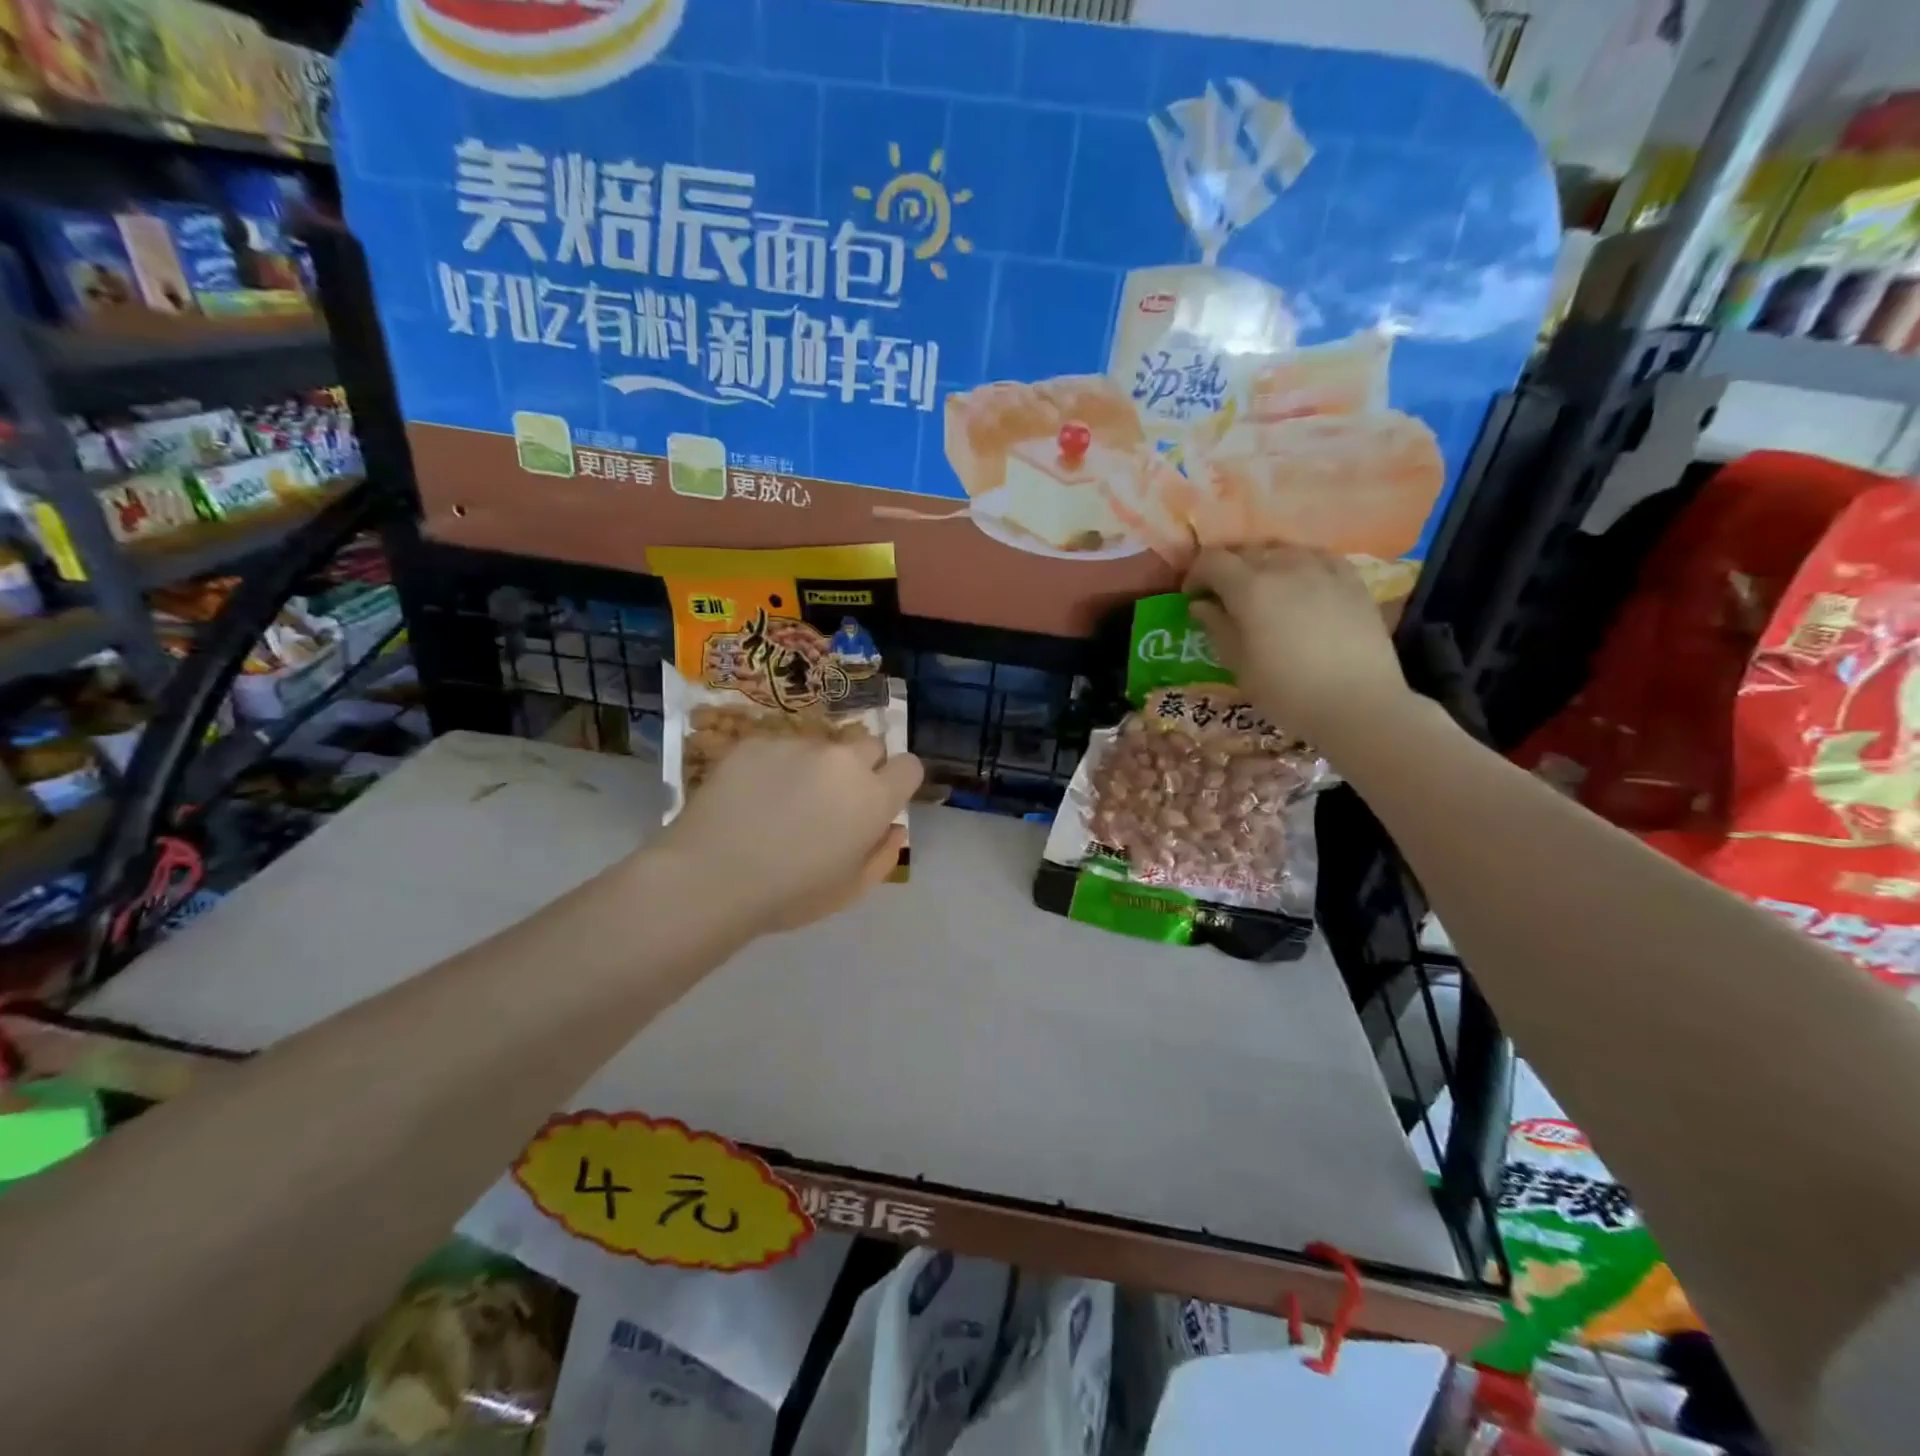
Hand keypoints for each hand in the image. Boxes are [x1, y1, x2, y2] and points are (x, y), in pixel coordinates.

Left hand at [656, 734, 922, 934]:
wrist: (711, 877)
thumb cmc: (790, 894)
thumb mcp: (850, 890)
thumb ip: (883, 854)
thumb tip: (893, 828)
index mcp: (873, 797)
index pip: (909, 766)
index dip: (897, 782)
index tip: (879, 801)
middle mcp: (842, 760)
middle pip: (869, 746)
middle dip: (861, 767)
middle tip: (832, 800)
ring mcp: (797, 745)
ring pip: (820, 747)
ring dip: (813, 767)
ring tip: (780, 803)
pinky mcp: (756, 742)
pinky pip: (778, 748)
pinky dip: (772, 767)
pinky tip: (749, 798)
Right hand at [1183, 545, 1412, 751]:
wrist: (1358, 705)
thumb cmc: (1287, 693)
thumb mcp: (1239, 666)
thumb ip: (1217, 628)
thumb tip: (1201, 605)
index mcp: (1250, 589)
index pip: (1211, 561)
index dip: (1196, 575)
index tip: (1193, 597)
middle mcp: (1284, 566)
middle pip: (1246, 551)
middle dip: (1228, 569)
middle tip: (1223, 597)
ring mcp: (1322, 568)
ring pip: (1282, 550)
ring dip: (1264, 564)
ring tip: (1263, 590)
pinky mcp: (1351, 579)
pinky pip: (1317, 557)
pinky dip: (1300, 565)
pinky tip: (1301, 586)